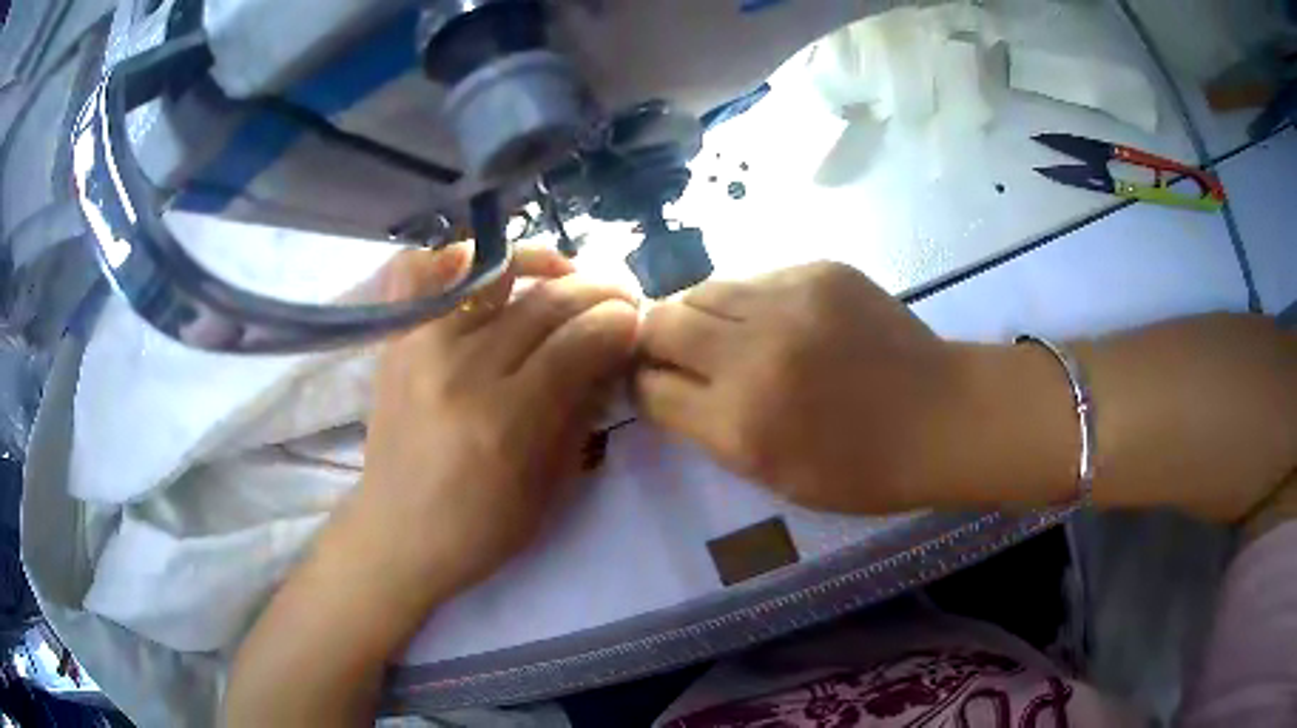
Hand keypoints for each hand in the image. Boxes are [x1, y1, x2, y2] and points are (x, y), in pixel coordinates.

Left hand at [359, 245, 638, 596]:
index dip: (619, 324)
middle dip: (598, 291)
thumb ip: (582, 412)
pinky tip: (483, 269)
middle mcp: (462, 370)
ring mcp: (421, 346)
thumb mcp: (551, 488)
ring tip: (567, 275)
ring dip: (544, 264)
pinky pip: (418, 271)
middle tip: (620, 297)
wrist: (398, 535)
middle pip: (545, 303)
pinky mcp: (395, 341)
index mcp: (506, 420)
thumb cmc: (480, 528)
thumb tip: (611, 354)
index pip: (579, 343)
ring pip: (495, 274)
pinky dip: (452, 257)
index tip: (637, 323)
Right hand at [635, 262, 971, 513]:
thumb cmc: (861, 468)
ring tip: (724, 333)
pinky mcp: (819, 270)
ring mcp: (789, 301)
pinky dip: (749, 300)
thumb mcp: (772, 474)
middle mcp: (754, 355)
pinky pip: (755, 277)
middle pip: (662, 322)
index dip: (642, 384)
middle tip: (675, 351)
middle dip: (654, 338)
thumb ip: (709, 429)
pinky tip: (777, 320)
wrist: (942, 416)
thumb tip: (667, 385)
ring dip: (698, 312)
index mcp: (741, 424)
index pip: (650, 388)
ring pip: (703, 288)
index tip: (653, 383)